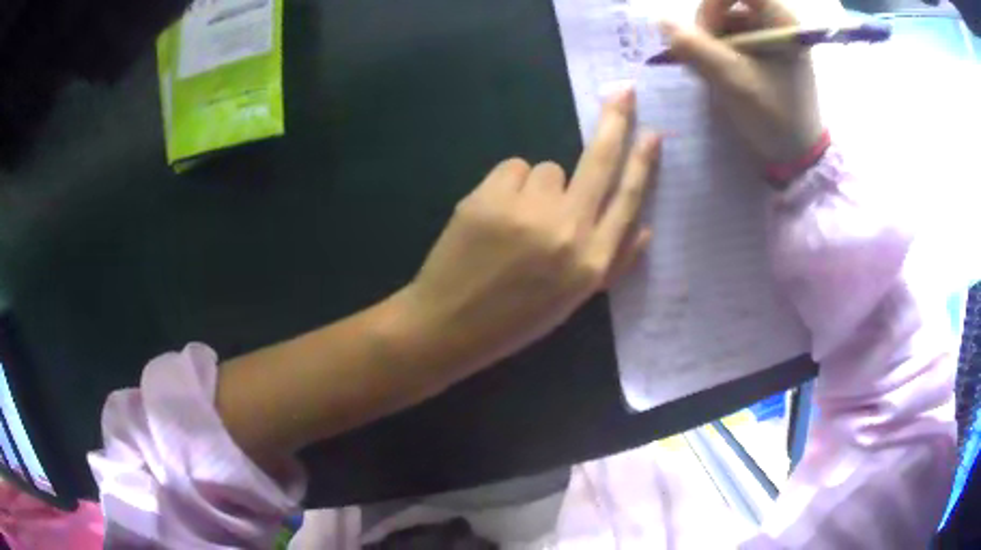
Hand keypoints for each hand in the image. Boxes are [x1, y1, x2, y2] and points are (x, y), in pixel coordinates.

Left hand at [393, 88, 660, 372]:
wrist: (449, 324)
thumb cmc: (515, 317)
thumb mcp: (574, 299)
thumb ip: (613, 262)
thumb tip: (646, 226)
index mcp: (592, 263)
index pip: (628, 200)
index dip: (643, 163)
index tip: (653, 132)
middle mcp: (568, 231)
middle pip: (599, 162)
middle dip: (615, 121)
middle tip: (623, 91)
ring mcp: (527, 211)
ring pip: (547, 169)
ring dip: (538, 187)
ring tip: (517, 221)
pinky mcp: (490, 197)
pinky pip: (512, 170)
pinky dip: (508, 186)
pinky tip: (494, 216)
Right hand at [661, 0, 822, 171]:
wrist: (798, 155)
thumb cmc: (776, 117)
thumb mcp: (735, 82)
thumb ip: (697, 49)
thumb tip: (661, 22)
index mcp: (780, 19)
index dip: (711, 4)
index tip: (704, 32)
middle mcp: (774, 20)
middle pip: (725, 3)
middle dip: (708, 28)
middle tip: (704, 59)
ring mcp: (767, 35)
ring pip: (722, 21)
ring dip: (709, 44)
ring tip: (712, 75)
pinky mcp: (761, 50)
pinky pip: (728, 38)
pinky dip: (716, 53)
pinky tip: (718, 76)